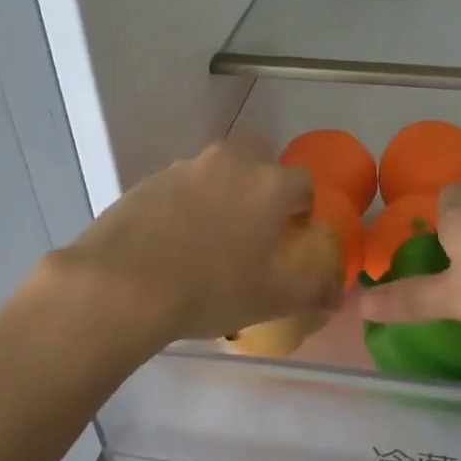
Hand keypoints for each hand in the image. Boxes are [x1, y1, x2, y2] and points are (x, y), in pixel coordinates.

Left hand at [48, 143, 341, 349]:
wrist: (122, 284)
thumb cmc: (212, 288)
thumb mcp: (276, 298)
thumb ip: (317, 289)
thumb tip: (338, 292)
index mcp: (268, 183)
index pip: (302, 185)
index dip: (301, 213)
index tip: (290, 241)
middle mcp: (230, 162)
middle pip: (258, 174)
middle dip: (261, 201)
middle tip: (251, 242)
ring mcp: (184, 167)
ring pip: (218, 180)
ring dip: (221, 203)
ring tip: (207, 248)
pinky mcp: (148, 181)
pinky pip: (181, 191)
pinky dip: (185, 211)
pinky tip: (171, 248)